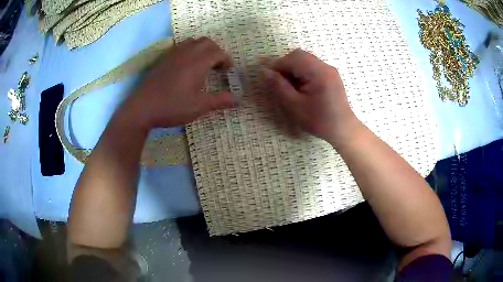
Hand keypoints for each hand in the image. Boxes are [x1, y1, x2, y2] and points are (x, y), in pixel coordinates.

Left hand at [125, 37, 235, 129]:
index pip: (218, 52)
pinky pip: (180, 46)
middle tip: (217, 66)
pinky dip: (189, 50)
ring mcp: (172, 54)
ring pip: (193, 41)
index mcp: (197, 63)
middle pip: (206, 42)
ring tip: (203, 64)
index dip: (226, 60)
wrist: (142, 108)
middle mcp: (186, 53)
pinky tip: (186, 66)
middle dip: (216, 51)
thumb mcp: (199, 106)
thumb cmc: (172, 107)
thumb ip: (220, 100)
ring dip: (202, 49)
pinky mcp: (163, 59)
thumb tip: (238, 100)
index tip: (227, 72)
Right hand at [264, 49, 361, 147]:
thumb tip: (265, 71)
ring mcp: (329, 69)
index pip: (292, 59)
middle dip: (285, 65)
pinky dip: (302, 71)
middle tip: (280, 82)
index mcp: (318, 73)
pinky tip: (301, 86)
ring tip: (290, 85)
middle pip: (299, 55)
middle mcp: (325, 66)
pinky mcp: (330, 74)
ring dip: (293, 68)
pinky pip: (312, 65)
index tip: (270, 80)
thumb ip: (279, 86)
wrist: (342, 129)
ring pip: (305, 59)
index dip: (277, 66)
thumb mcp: (295, 105)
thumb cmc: (319, 120)